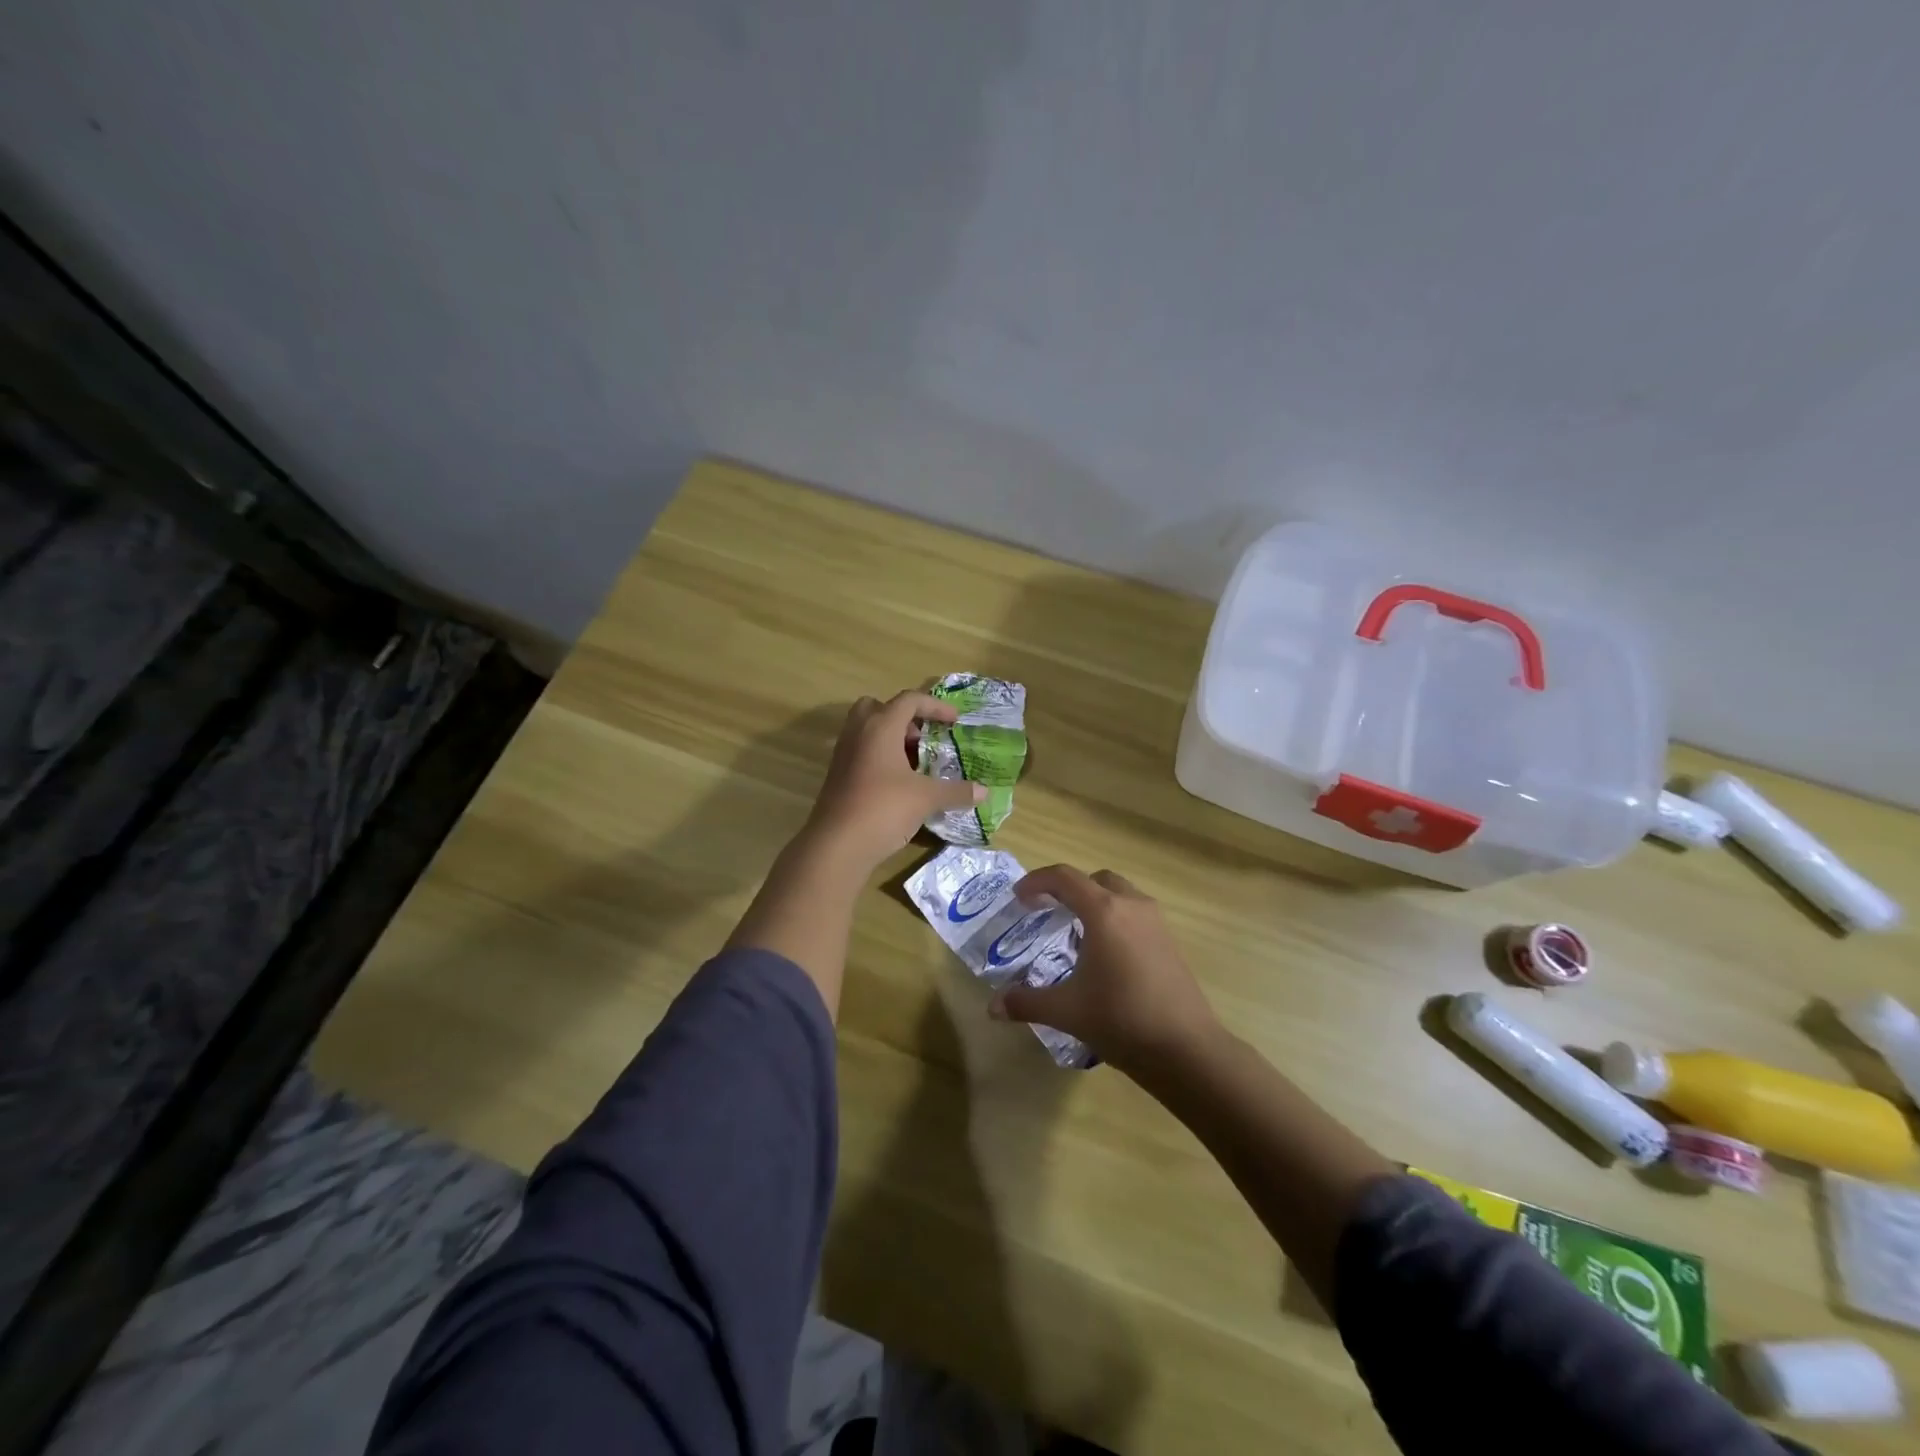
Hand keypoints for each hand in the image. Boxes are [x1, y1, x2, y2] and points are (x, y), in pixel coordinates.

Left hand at [805, 690, 983, 873]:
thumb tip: (984, 792)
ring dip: (891, 738)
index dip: (935, 706)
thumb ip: (956, 791)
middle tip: (923, 737)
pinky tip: (897, 783)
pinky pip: (861, 752)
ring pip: (867, 730)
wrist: (837, 845)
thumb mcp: (926, 798)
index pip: (909, 700)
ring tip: (915, 762)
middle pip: (879, 707)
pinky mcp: (837, 775)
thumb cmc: (884, 808)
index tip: (955, 722)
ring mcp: (843, 754)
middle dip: (904, 717)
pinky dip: (880, 757)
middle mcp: (858, 732)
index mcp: (880, 726)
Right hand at [989, 864, 1219, 1074]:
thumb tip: (992, 1008)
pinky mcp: (1169, 941)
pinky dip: (1115, 919)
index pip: (1064, 878)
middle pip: (1095, 880)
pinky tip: (1105, 955)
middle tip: (1048, 911)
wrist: (1186, 1049)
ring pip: (1120, 894)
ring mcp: (1155, 922)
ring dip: (1095, 902)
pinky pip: (1135, 914)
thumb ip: (1026, 1003)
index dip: (1037, 882)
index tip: (1019, 898)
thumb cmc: (1121, 1020)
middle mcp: (1131, 906)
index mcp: (1104, 912)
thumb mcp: (1066, 1011)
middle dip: (1068, 889)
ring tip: (1076, 933)